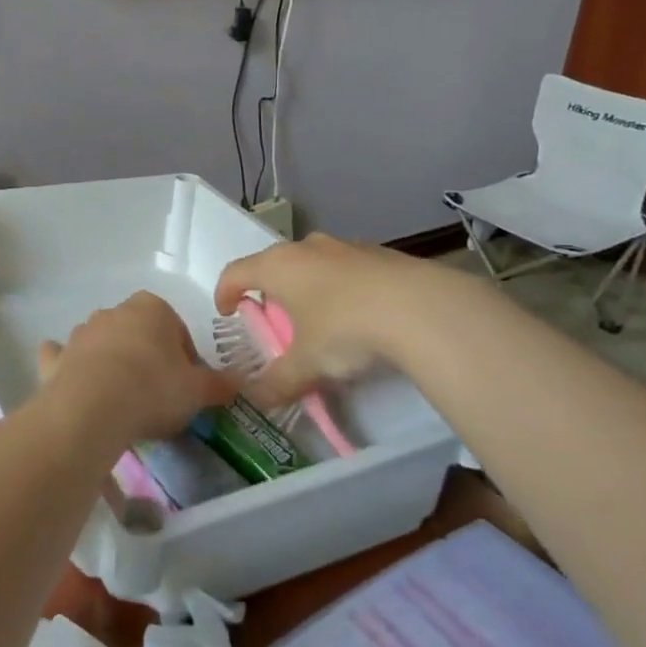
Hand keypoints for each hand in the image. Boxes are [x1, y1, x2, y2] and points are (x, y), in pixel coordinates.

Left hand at [35, 292, 233, 449]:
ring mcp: (80, 333)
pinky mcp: (55, 358)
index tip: (186, 386)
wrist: (92, 408)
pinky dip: (68, 367)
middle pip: (137, 333)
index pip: (176, 328)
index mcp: (152, 309)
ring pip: (101, 343)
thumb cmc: (153, 389)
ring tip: (122, 401)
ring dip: (110, 362)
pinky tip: (77, 387)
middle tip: (157, 395)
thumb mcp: (197, 391)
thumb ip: (219, 385)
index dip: (184, 358)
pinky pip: (62, 357)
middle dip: (147, 356)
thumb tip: (239, 383)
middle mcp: (114, 312)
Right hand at [214, 234, 431, 407]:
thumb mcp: (307, 364)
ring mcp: (345, 246)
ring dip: (308, 287)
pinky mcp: (379, 253)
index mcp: (278, 266)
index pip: (235, 272)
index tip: (227, 312)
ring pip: (313, 264)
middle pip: (275, 264)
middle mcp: (306, 248)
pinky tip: (360, 316)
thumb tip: (258, 399)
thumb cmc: (345, 328)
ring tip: (319, 320)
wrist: (420, 307)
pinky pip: (347, 269)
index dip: (225, 292)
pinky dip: (342, 288)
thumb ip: (279, 382)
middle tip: (275, 321)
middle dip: (270, 291)